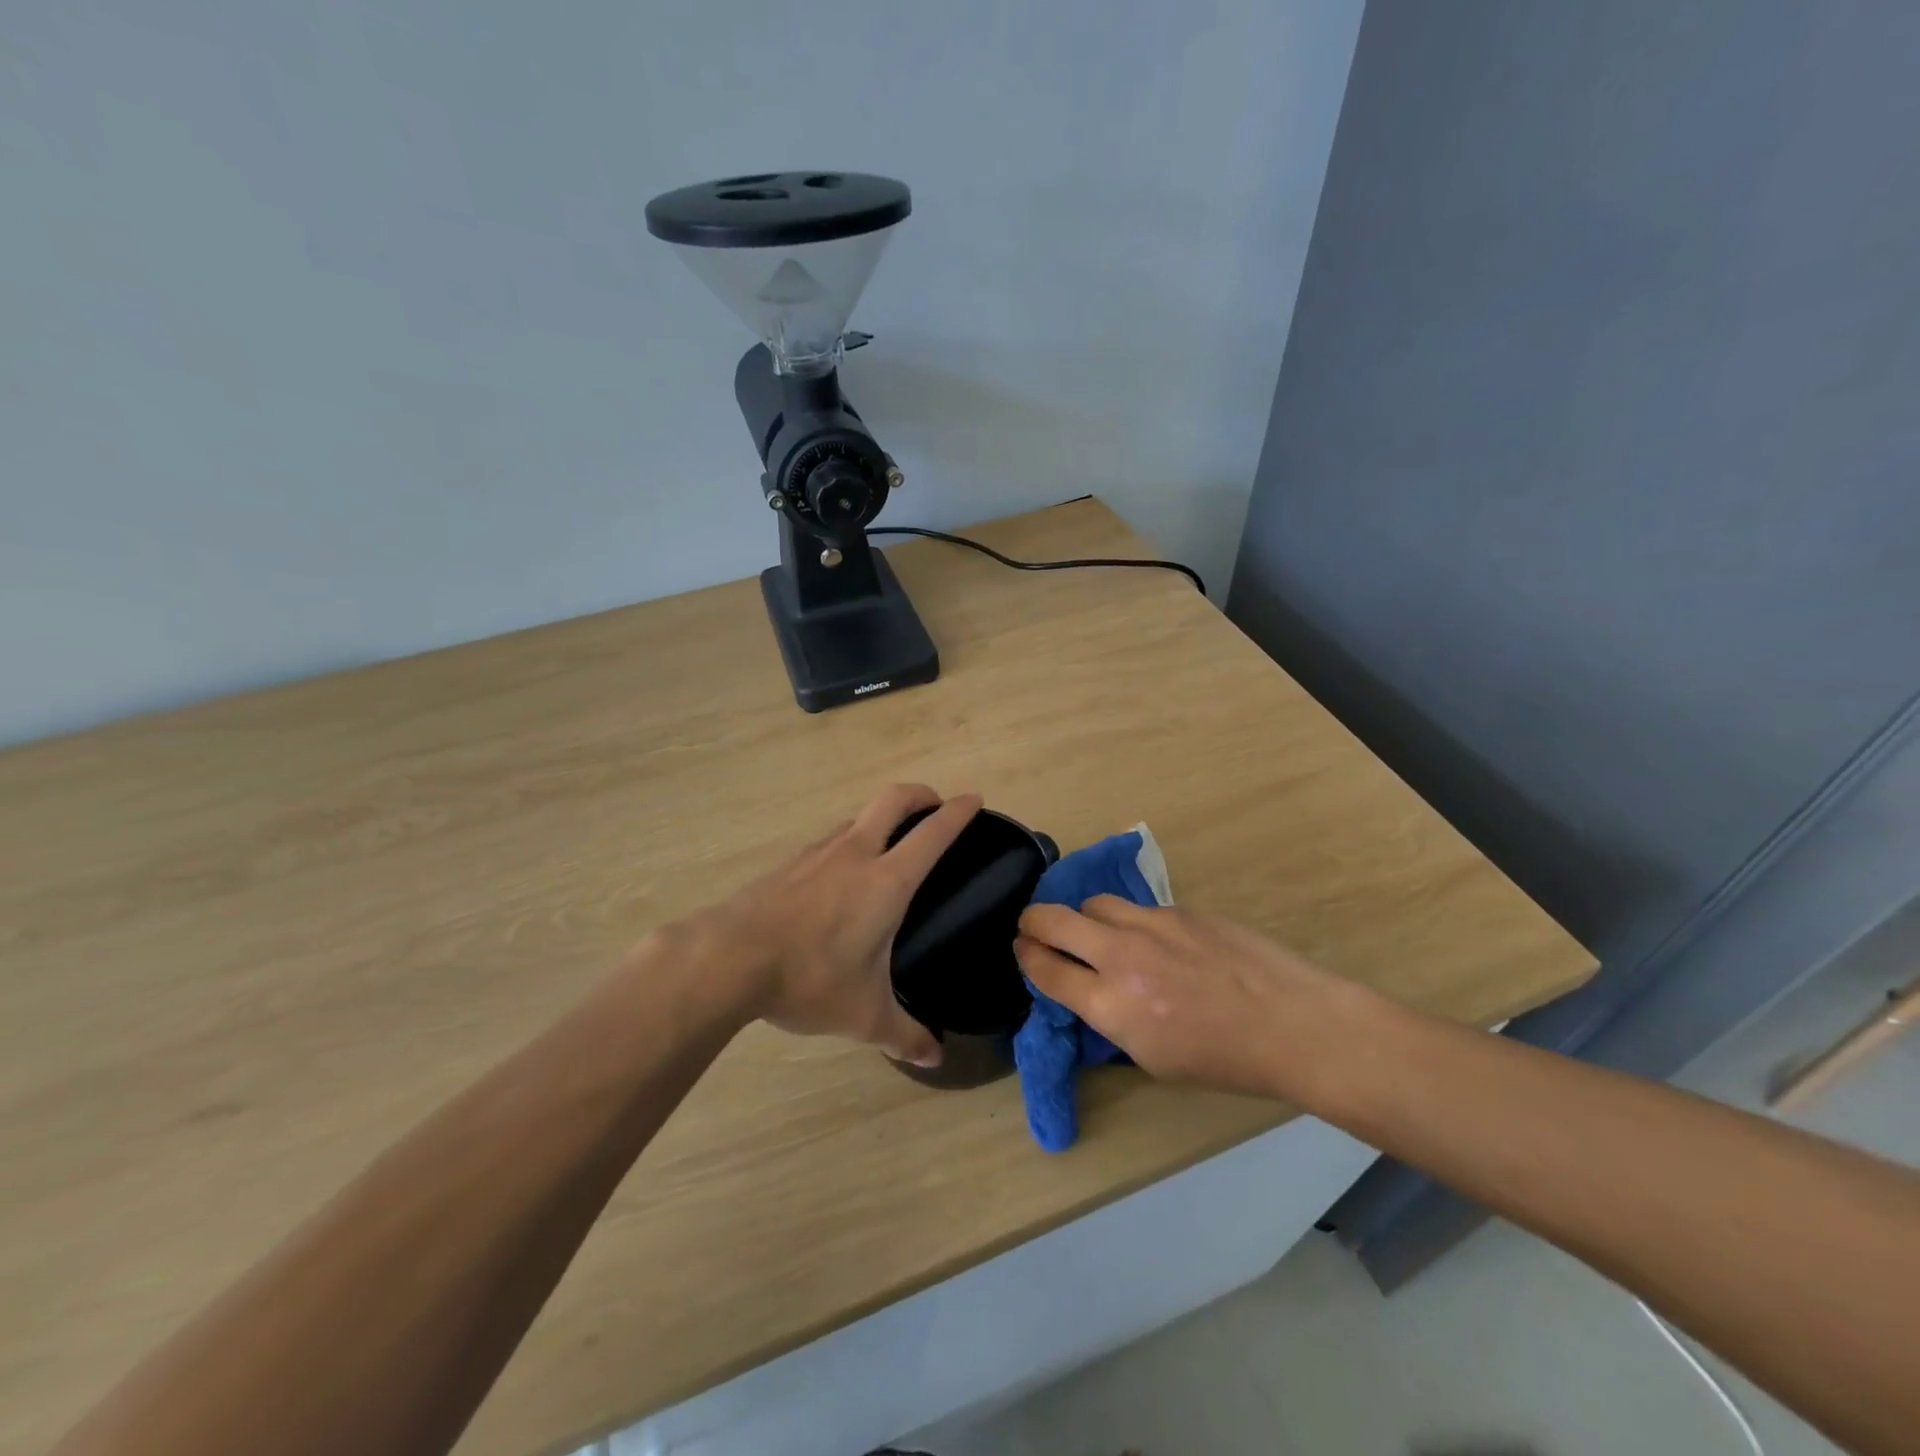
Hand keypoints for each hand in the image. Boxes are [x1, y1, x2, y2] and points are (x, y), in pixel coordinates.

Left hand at [696, 785, 981, 1066]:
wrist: (728, 959)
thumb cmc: (809, 979)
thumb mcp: (864, 1015)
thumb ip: (904, 1035)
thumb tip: (935, 1058)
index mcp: (887, 881)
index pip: (933, 834)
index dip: (958, 812)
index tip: (974, 798)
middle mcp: (856, 854)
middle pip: (893, 799)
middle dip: (920, 794)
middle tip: (935, 807)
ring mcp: (818, 853)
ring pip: (859, 816)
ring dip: (882, 818)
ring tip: (890, 844)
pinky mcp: (789, 864)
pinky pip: (830, 839)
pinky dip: (849, 840)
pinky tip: (841, 875)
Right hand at [1014, 898, 1354, 1099]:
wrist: (1291, 1023)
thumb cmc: (1224, 1060)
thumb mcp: (1152, 1058)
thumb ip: (1110, 1019)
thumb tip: (1088, 992)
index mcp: (1112, 1005)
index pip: (1045, 969)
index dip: (1026, 957)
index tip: (1022, 950)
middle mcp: (1121, 956)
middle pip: (1052, 919)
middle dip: (1033, 922)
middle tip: (1033, 927)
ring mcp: (1151, 925)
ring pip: (1094, 903)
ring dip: (1083, 917)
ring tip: (1096, 932)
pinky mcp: (1179, 909)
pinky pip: (1137, 908)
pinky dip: (1129, 921)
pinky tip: (1152, 941)